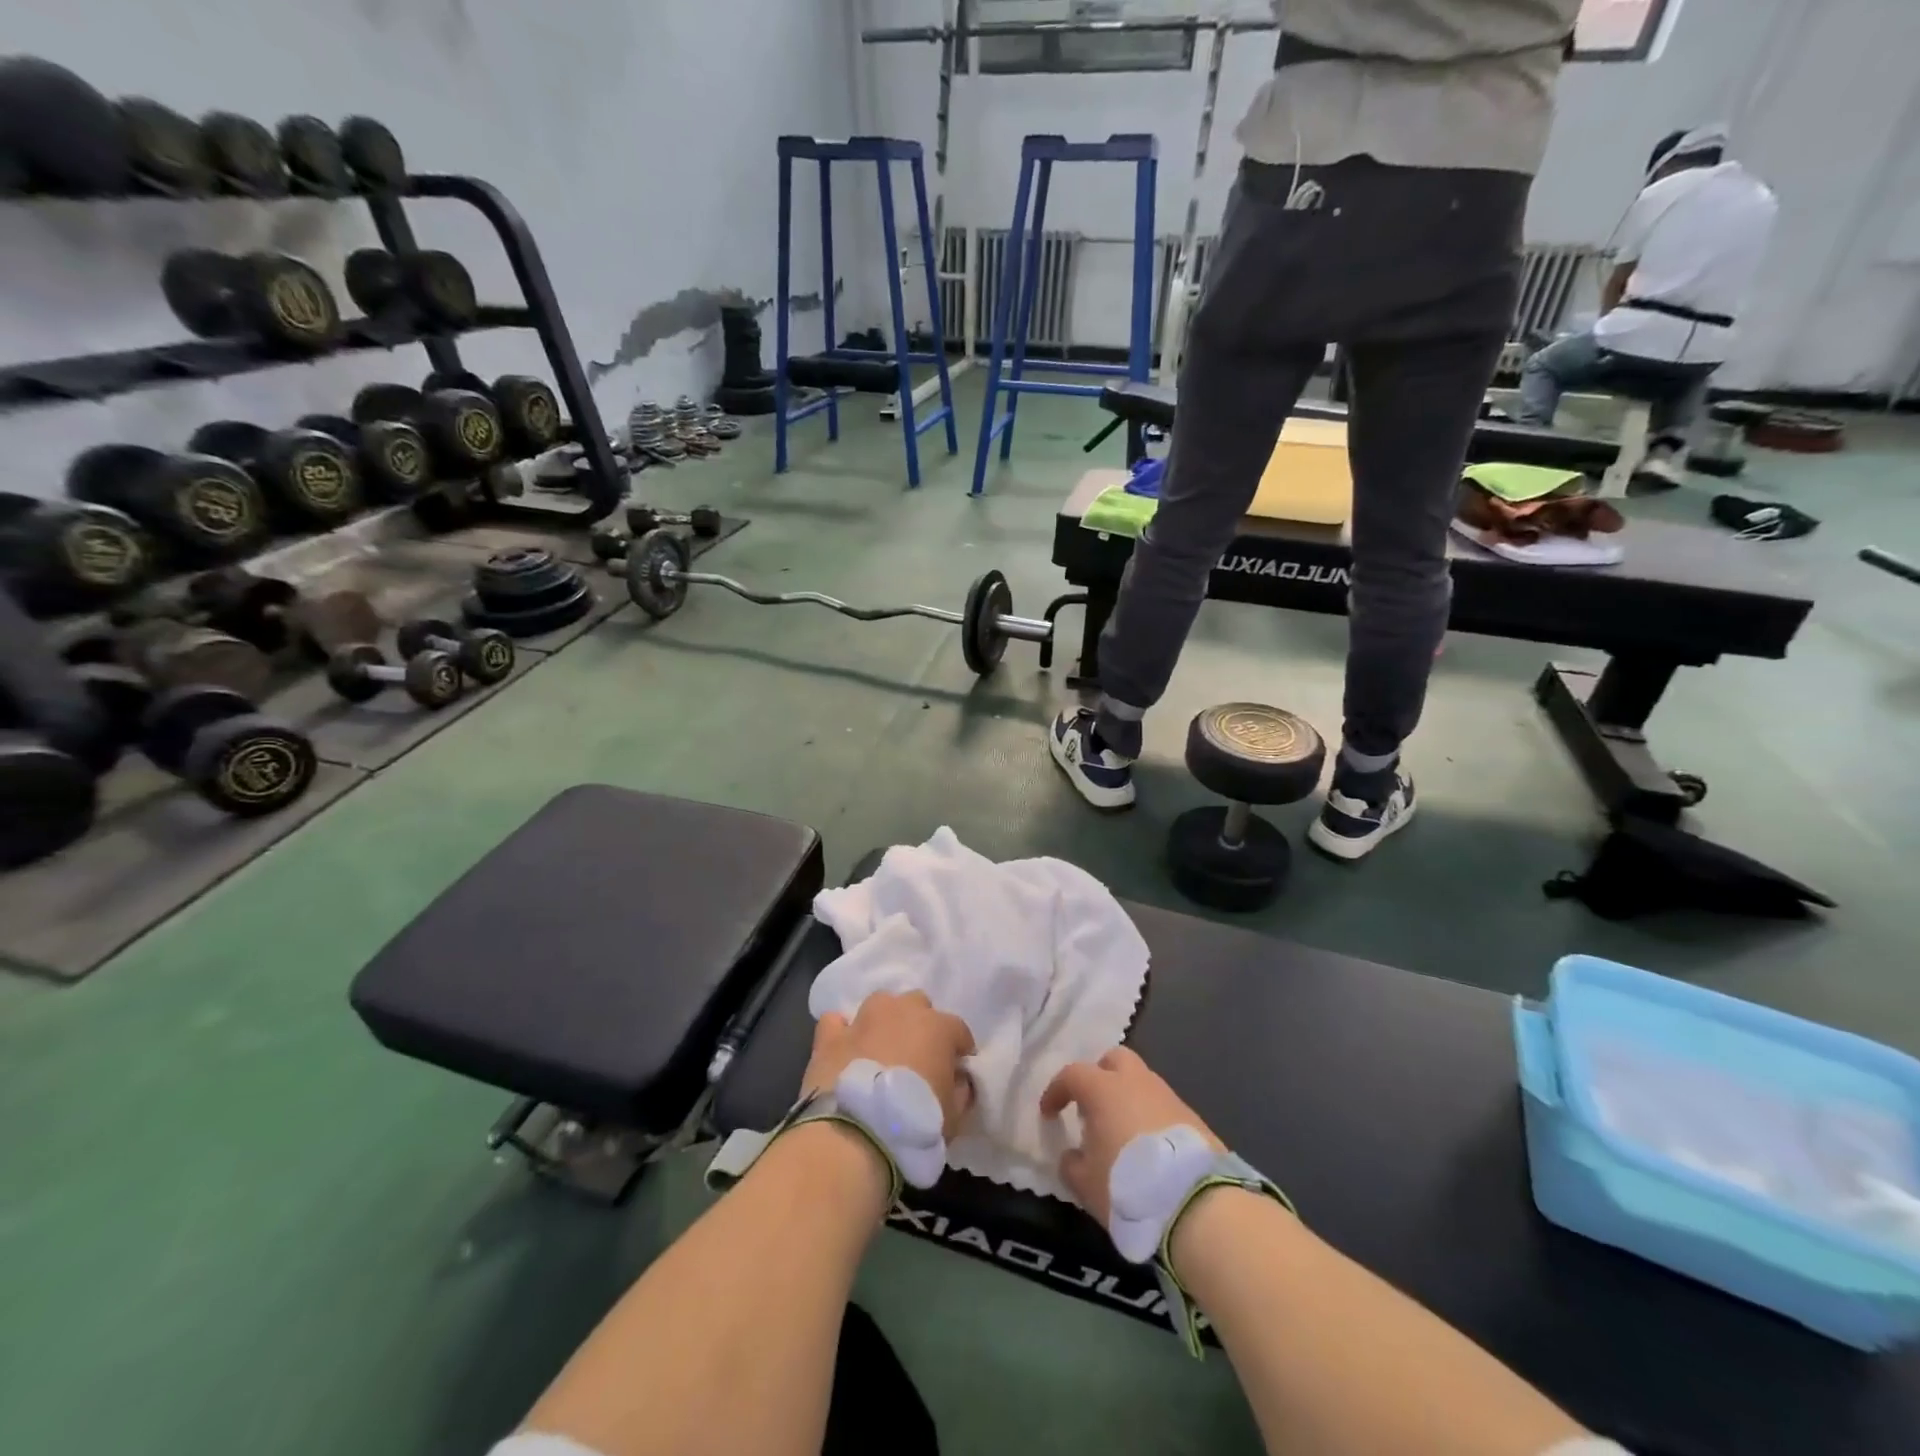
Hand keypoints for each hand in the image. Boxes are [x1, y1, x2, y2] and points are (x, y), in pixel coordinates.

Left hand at [803, 991, 976, 1137]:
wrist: (856, 1133)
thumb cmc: (915, 1123)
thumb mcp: (954, 1117)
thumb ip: (961, 1091)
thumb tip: (959, 1081)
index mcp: (938, 1028)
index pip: (958, 1030)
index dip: (959, 1049)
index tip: (956, 1070)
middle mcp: (902, 1011)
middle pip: (918, 1005)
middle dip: (920, 1025)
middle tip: (917, 1057)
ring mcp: (864, 1019)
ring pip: (880, 1004)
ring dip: (884, 1021)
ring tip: (882, 1049)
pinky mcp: (831, 1035)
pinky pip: (837, 1022)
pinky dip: (842, 1032)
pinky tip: (845, 1049)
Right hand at [1040, 1047, 1221, 1224]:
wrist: (1195, 1203)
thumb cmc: (1128, 1186)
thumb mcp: (1085, 1183)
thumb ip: (1071, 1163)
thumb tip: (1073, 1155)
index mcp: (1103, 1089)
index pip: (1072, 1075)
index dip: (1056, 1091)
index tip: (1048, 1113)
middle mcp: (1136, 1081)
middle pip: (1114, 1060)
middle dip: (1099, 1076)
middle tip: (1091, 1107)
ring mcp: (1168, 1096)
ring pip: (1141, 1082)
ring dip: (1127, 1098)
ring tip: (1121, 1132)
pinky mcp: (1192, 1117)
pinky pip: (1162, 1106)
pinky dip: (1150, 1117)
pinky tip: (1149, 1148)